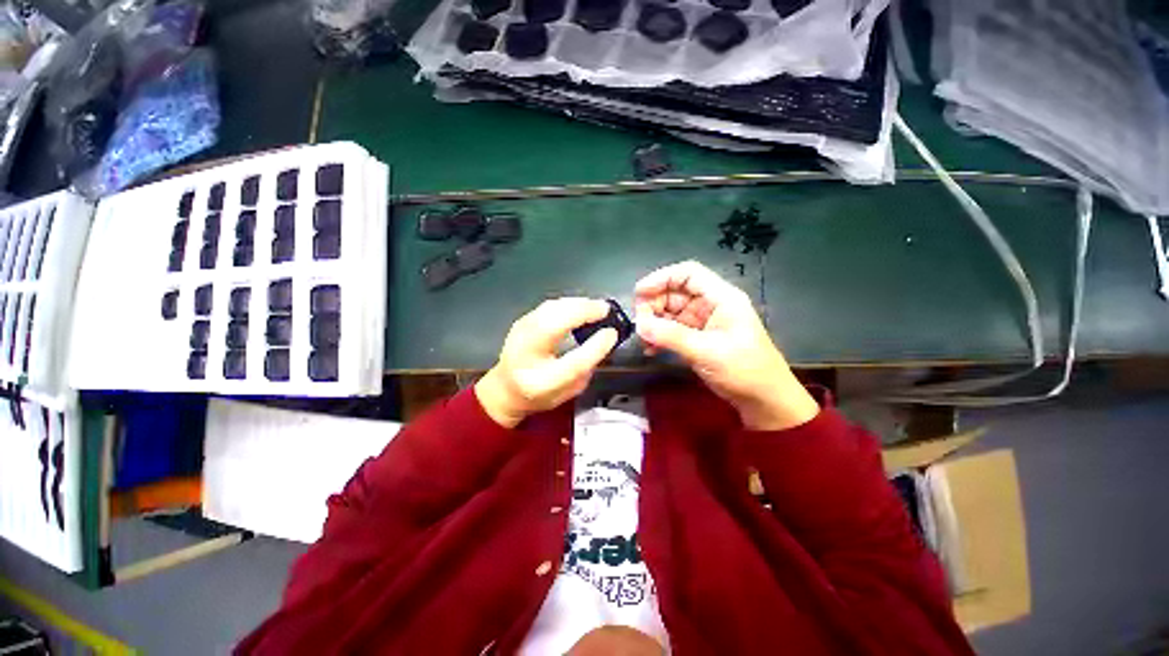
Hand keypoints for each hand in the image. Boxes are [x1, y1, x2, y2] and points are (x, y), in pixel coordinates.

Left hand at [476, 298, 617, 427]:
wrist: (505, 388)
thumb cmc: (540, 394)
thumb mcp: (568, 392)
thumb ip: (586, 369)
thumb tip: (603, 339)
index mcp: (541, 383)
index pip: (573, 363)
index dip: (595, 346)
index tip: (611, 333)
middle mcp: (526, 356)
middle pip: (555, 326)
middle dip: (583, 312)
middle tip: (605, 309)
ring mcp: (519, 335)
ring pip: (550, 310)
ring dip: (576, 304)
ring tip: (595, 306)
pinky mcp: (521, 321)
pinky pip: (548, 306)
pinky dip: (567, 303)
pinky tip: (579, 306)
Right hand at [633, 261, 817, 430]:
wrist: (764, 401)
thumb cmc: (744, 370)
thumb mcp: (707, 351)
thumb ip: (671, 336)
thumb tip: (639, 325)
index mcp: (720, 298)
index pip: (688, 274)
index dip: (662, 278)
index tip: (639, 293)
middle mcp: (710, 305)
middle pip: (675, 292)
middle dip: (653, 304)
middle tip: (639, 323)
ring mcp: (702, 322)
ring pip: (670, 312)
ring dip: (654, 323)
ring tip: (643, 338)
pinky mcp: (697, 339)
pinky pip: (672, 331)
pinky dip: (660, 337)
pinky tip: (650, 350)